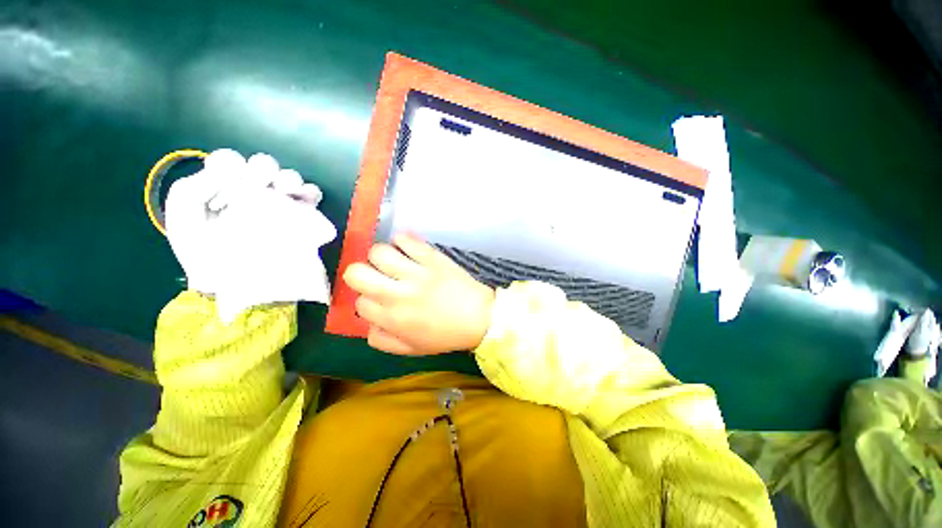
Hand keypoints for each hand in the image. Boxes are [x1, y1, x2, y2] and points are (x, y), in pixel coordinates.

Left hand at [165, 149, 335, 320]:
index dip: (232, 165)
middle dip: (262, 170)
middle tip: (259, 186)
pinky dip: (310, 193)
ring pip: (289, 177)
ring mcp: (279, 205)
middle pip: (263, 165)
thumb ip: (189, 191)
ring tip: (284, 192)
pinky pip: (312, 196)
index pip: (230, 161)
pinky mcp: (303, 217)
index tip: (231, 182)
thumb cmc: (209, 257)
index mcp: (221, 190)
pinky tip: (304, 200)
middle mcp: (252, 193)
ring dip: (288, 179)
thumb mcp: (184, 224)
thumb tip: (223, 173)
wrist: (243, 286)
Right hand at [343, 234, 494, 354]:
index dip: (366, 299)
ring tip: (392, 261)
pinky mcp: (432, 257)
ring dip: (380, 256)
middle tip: (376, 276)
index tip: (377, 298)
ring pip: (378, 252)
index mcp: (392, 319)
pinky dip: (401, 240)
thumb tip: (366, 322)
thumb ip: (382, 339)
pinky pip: (406, 239)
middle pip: (356, 273)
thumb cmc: (446, 335)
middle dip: (359, 274)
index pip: (359, 302)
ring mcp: (416, 272)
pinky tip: (407, 248)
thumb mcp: (411, 348)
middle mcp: (398, 294)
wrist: (479, 317)